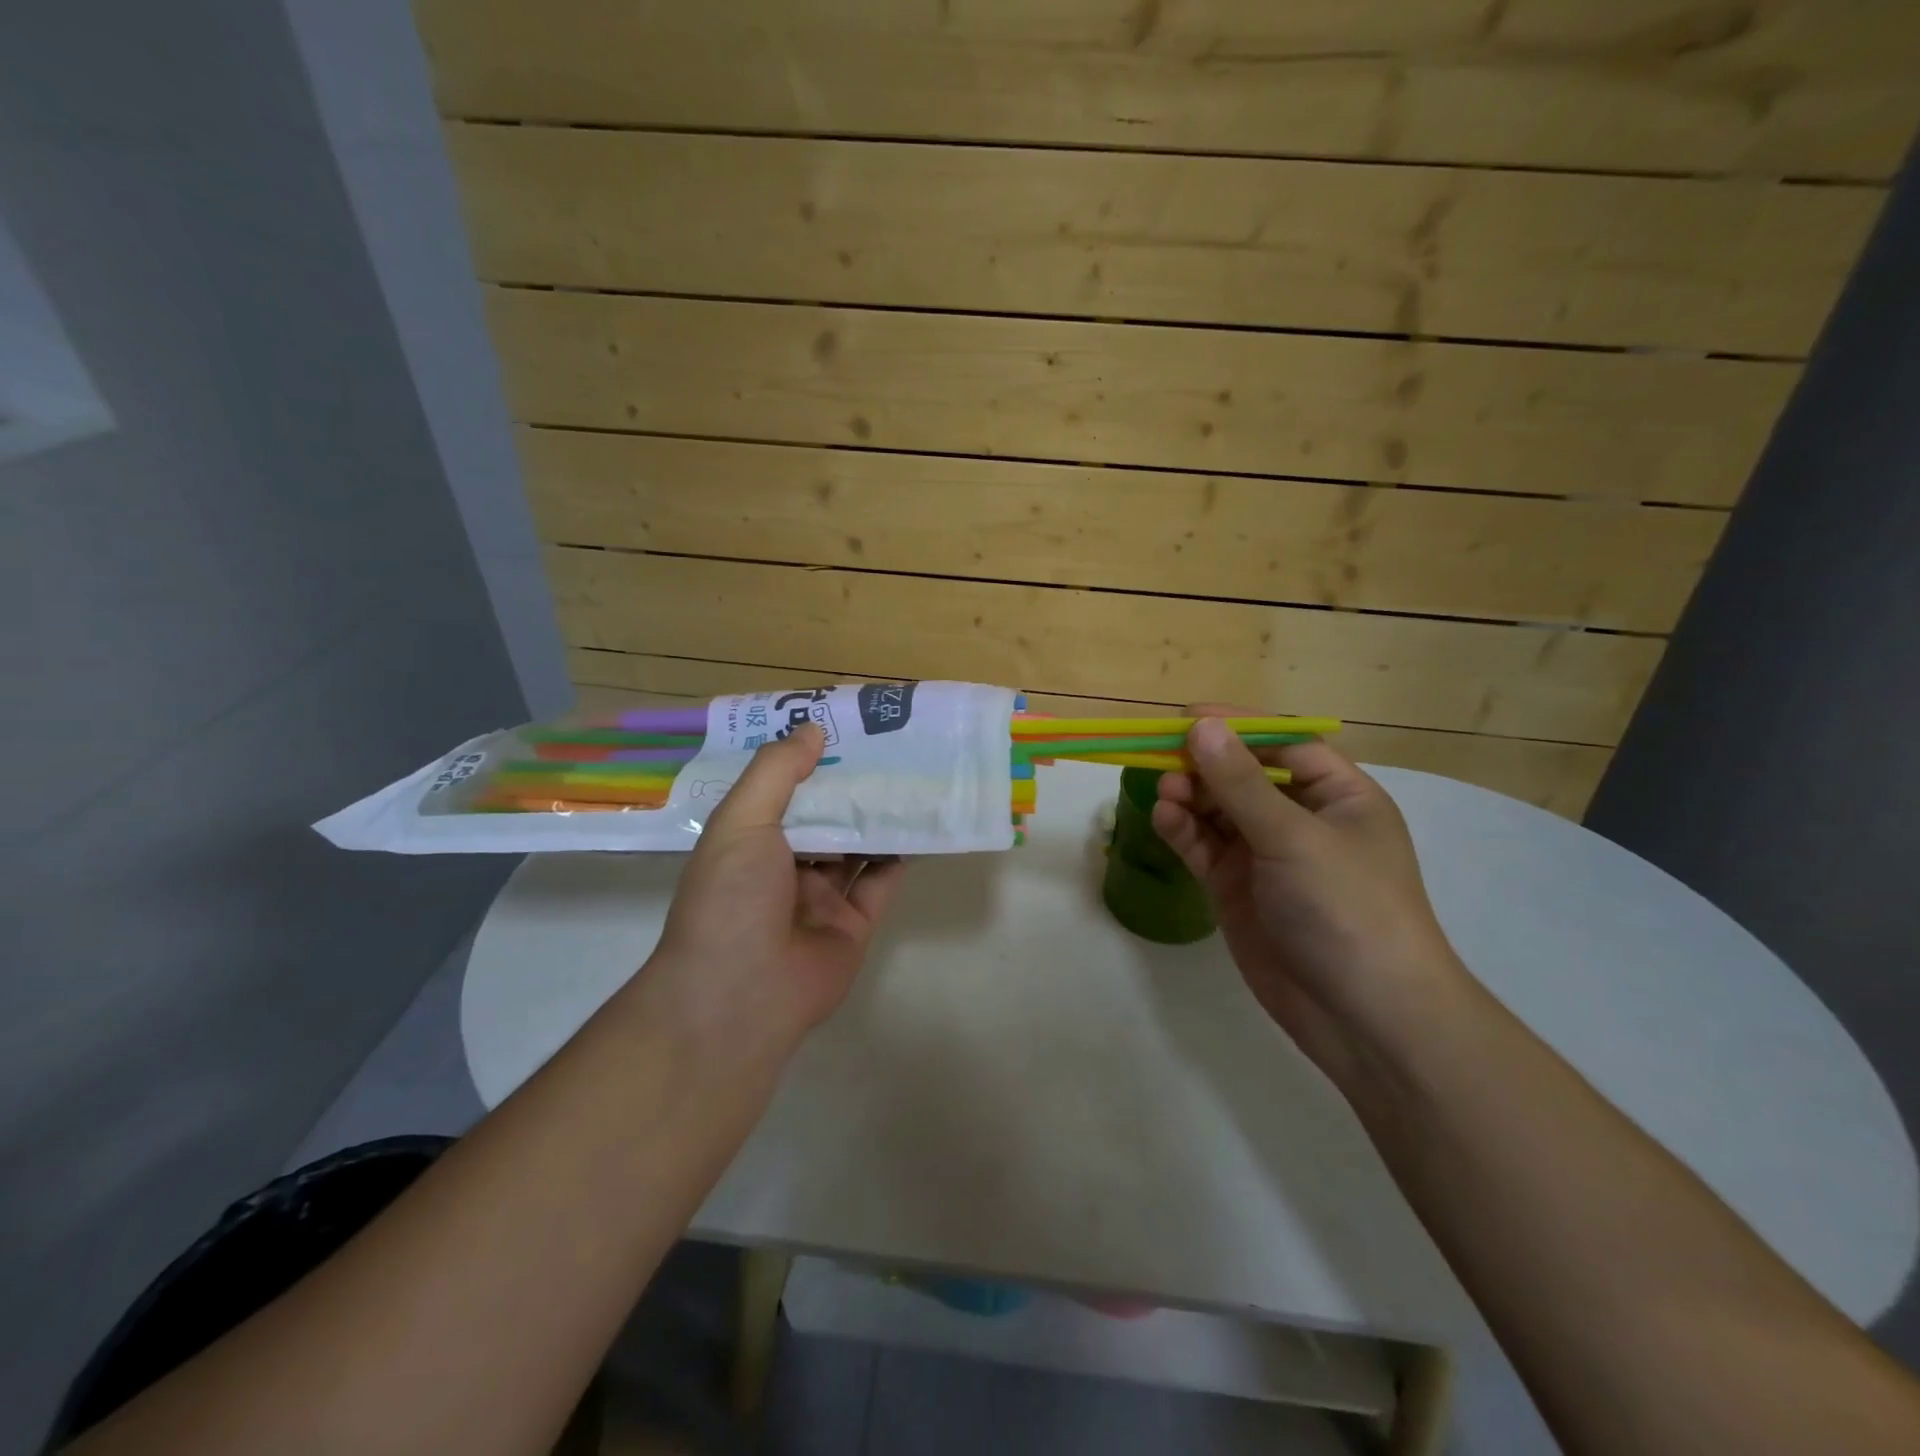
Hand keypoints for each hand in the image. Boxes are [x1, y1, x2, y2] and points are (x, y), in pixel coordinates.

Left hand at [640, 724, 905, 1059]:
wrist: (740, 997)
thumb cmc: (731, 898)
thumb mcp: (741, 822)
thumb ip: (777, 772)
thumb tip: (813, 728)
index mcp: (749, 842)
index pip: (784, 790)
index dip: (811, 759)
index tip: (843, 725)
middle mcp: (784, 867)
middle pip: (825, 817)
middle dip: (852, 785)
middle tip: (889, 744)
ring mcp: (820, 898)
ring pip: (856, 847)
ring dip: (879, 816)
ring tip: (912, 774)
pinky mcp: (853, 924)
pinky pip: (880, 882)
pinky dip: (899, 855)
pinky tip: (920, 823)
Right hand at [1150, 706, 1467, 1091]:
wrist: (1363, 1016)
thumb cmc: (1347, 908)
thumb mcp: (1295, 837)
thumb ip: (1241, 783)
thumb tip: (1201, 726)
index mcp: (1338, 796)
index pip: (1283, 744)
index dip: (1237, 727)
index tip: (1187, 717)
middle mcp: (1301, 820)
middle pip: (1243, 775)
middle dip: (1205, 765)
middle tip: (1163, 758)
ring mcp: (1266, 856)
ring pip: (1218, 810)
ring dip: (1190, 797)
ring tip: (1164, 793)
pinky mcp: (1237, 888)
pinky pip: (1204, 847)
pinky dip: (1183, 830)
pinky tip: (1164, 819)